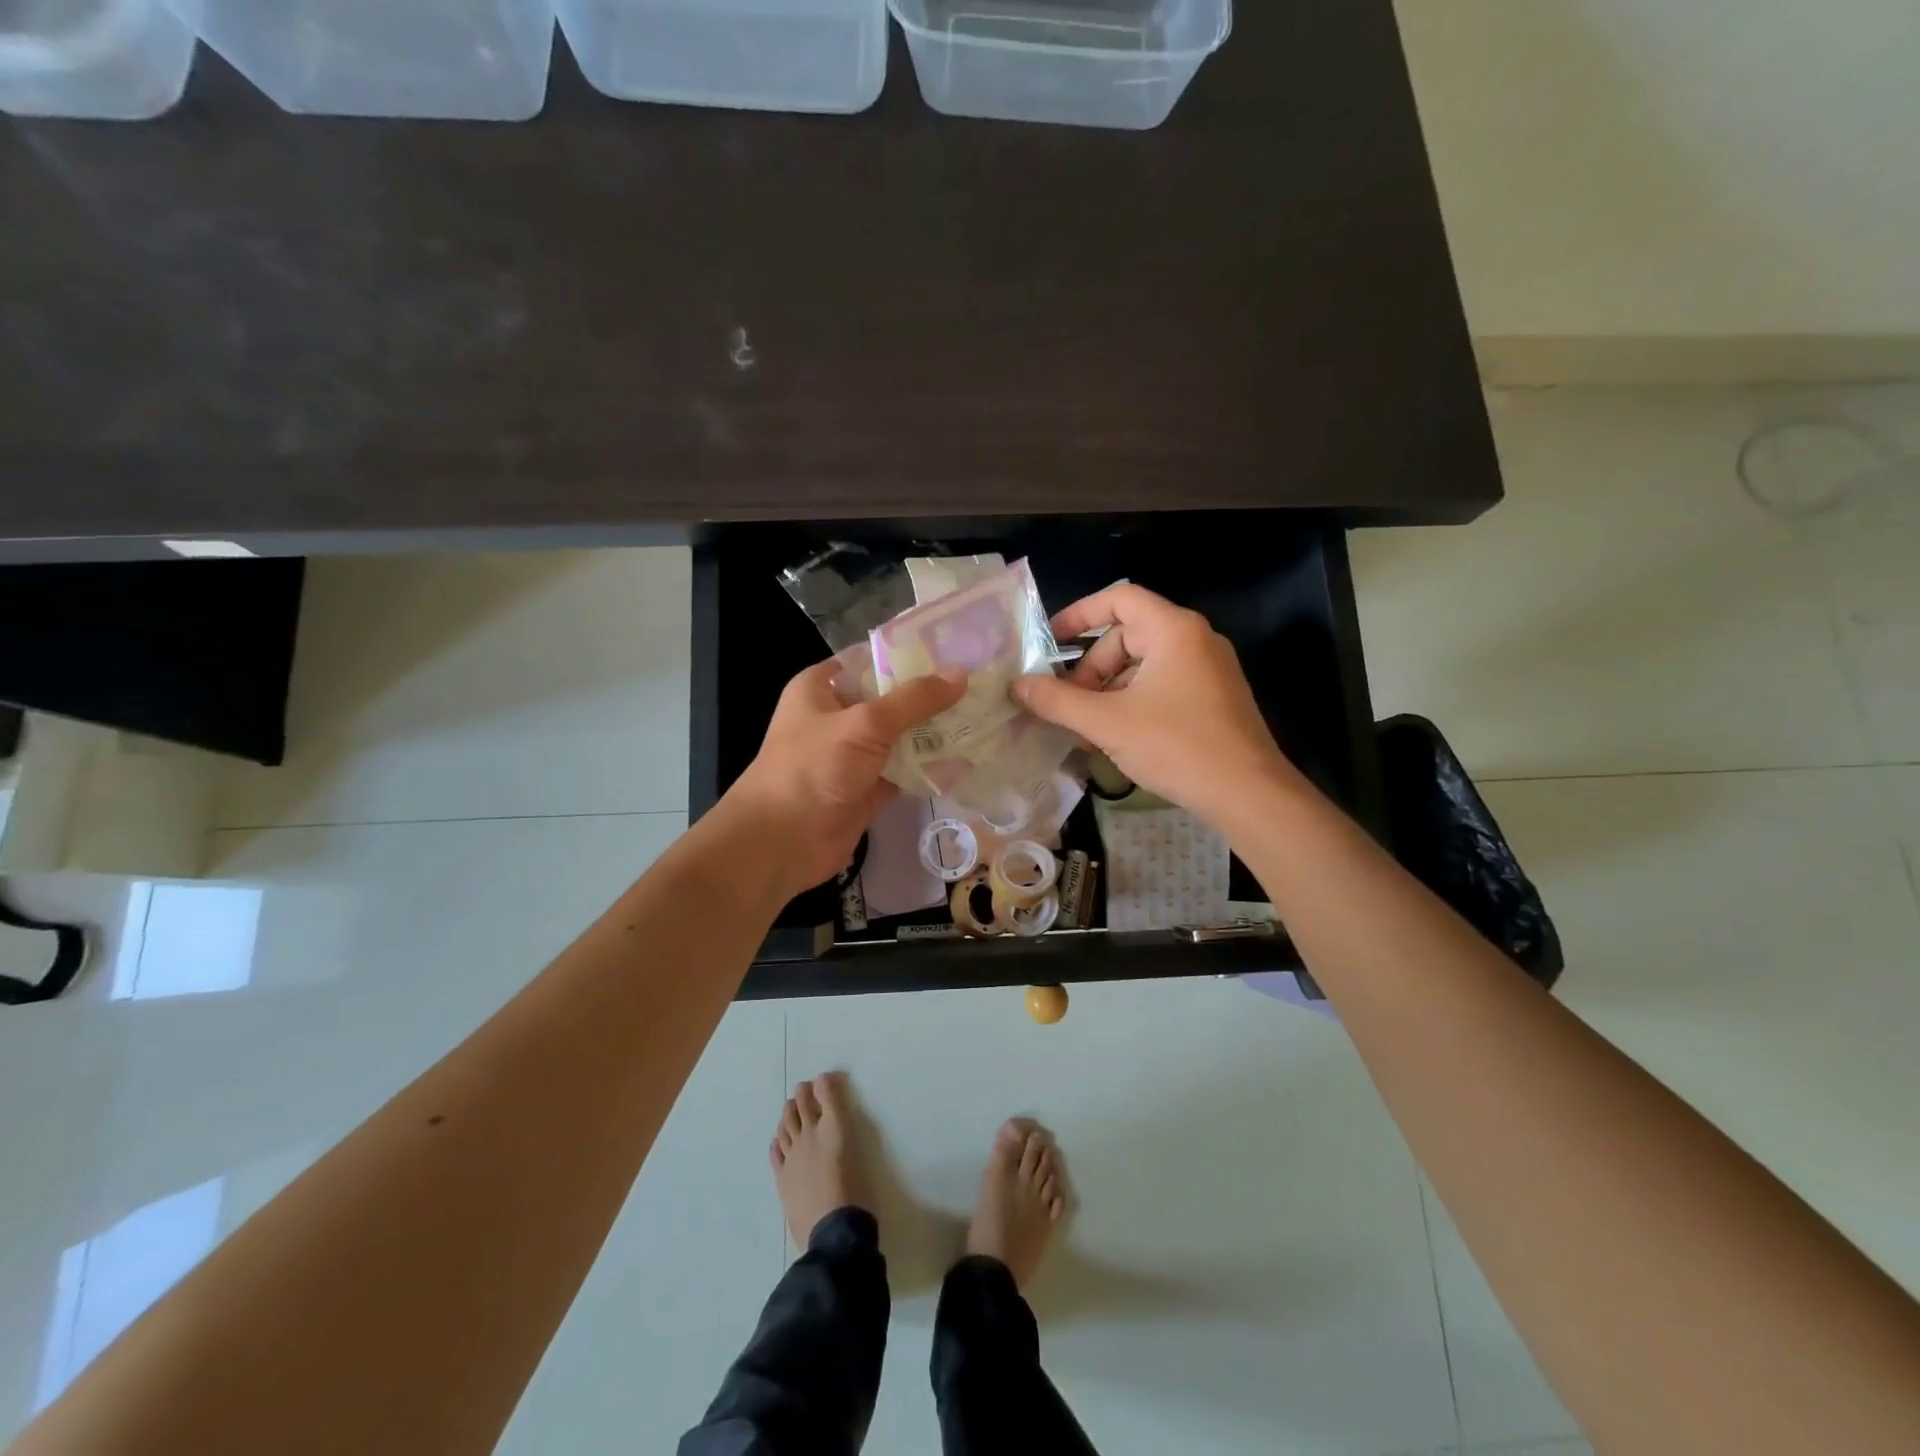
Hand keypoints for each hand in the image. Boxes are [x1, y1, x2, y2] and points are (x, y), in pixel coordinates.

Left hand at [725, 660, 966, 895]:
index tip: (954, 651)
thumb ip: (914, 700)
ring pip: (900, 738)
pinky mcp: (866, 790)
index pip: (870, 660)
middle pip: (890, 700)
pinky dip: (929, 769)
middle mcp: (836, 717)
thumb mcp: (865, 724)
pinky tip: (967, 759)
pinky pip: (903, 772)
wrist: (782, 842)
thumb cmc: (814, 768)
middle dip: (930, 697)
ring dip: (934, 733)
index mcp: (821, 688)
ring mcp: (852, 756)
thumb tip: (960, 675)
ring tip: (983, 718)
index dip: (909, 655)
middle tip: (980, 686)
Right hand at [1012, 584, 1300, 828]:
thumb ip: (1057, 701)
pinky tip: (1116, 737)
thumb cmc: (1176, 746)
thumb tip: (1017, 685)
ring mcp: (1209, 669)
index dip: (1078, 614)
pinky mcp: (1214, 698)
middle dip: (1090, 668)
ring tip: (1086, 729)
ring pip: (1142, 665)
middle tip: (1068, 704)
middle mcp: (1195, 639)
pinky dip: (1132, 702)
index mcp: (1173, 630)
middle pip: (1127, 636)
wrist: (1248, 794)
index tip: (1048, 641)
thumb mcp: (1107, 722)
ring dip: (1107, 690)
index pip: (1119, 598)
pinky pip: (1162, 685)